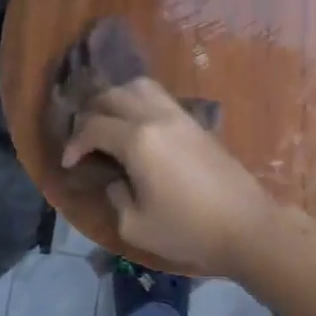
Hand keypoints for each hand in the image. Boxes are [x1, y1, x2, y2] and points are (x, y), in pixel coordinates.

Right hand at [61, 78, 278, 279]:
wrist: (246, 226)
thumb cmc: (188, 229)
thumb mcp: (136, 225)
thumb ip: (116, 196)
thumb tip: (117, 179)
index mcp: (138, 140)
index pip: (93, 127)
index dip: (74, 143)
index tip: (69, 164)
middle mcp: (156, 117)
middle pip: (113, 95)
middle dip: (91, 113)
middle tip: (84, 139)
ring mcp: (180, 115)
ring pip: (140, 86)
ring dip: (117, 98)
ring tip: (109, 123)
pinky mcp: (196, 122)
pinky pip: (160, 97)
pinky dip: (140, 101)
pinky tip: (138, 126)